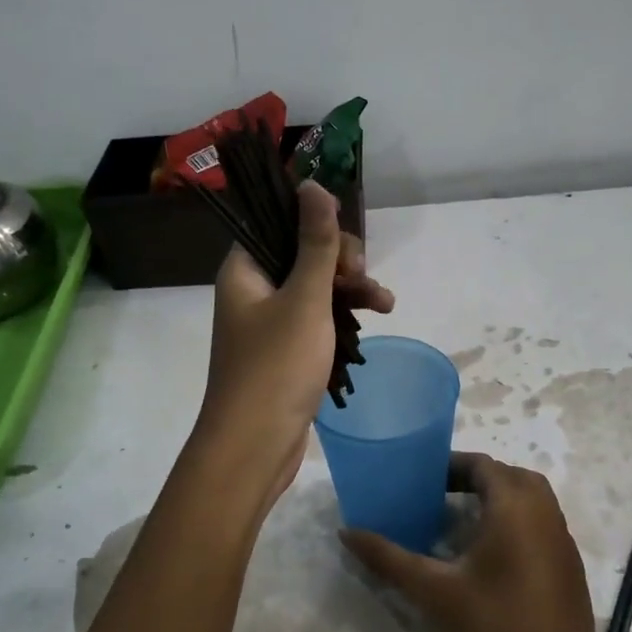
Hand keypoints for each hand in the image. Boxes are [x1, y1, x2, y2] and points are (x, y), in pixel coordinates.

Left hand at [197, 180, 393, 504]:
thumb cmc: (276, 368)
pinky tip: (373, 323)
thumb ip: (315, 242)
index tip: (346, 246)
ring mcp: (268, 325)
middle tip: (365, 280)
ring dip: (351, 291)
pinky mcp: (284, 353)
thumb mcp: (304, 299)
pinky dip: (341, 320)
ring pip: (314, 290)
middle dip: (342, 262)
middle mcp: (252, 292)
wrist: (254, 447)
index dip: (315, 225)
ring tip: (387, 304)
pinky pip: (316, 322)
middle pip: (301, 255)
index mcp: (244, 270)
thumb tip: (312, 184)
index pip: (278, 224)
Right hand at [342, 453, 606, 631]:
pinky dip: (514, 524)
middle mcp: (546, 515)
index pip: (483, 465)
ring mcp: (562, 544)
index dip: (450, 465)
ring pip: (530, 502)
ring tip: (457, 523)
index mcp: (516, 509)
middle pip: (510, 477)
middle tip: (438, 496)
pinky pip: (540, 527)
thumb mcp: (434, 594)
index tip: (419, 479)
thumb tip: (346, 532)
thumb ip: (389, 558)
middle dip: (474, 479)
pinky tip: (486, 558)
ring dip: (496, 501)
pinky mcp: (569, 570)